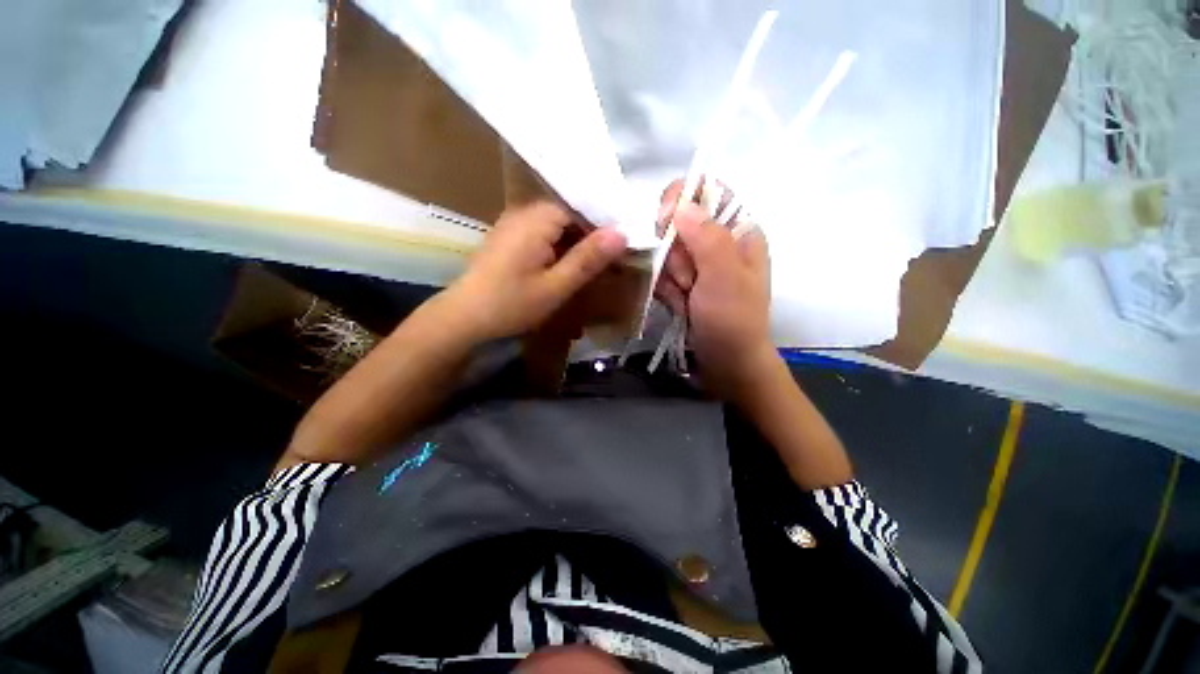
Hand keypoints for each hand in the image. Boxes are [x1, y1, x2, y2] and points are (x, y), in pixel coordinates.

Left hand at [445, 202, 627, 342]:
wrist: (464, 318)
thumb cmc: (512, 304)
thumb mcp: (556, 286)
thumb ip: (588, 259)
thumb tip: (622, 234)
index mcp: (537, 218)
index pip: (581, 207)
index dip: (603, 225)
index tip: (622, 247)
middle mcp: (524, 212)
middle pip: (568, 215)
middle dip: (590, 236)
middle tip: (611, 260)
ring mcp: (513, 224)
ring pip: (556, 226)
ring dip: (575, 244)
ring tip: (593, 266)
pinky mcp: (508, 238)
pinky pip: (542, 234)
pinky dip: (559, 248)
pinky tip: (566, 267)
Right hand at [667, 201, 775, 400]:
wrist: (729, 365)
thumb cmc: (733, 321)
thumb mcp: (724, 277)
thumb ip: (707, 237)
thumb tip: (683, 204)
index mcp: (738, 230)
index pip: (706, 191)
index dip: (680, 200)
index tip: (666, 224)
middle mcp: (718, 241)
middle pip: (677, 223)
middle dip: (675, 253)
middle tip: (688, 279)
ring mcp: (700, 264)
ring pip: (665, 251)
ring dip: (669, 276)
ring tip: (686, 298)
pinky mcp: (686, 283)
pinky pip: (662, 273)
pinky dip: (665, 290)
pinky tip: (678, 306)